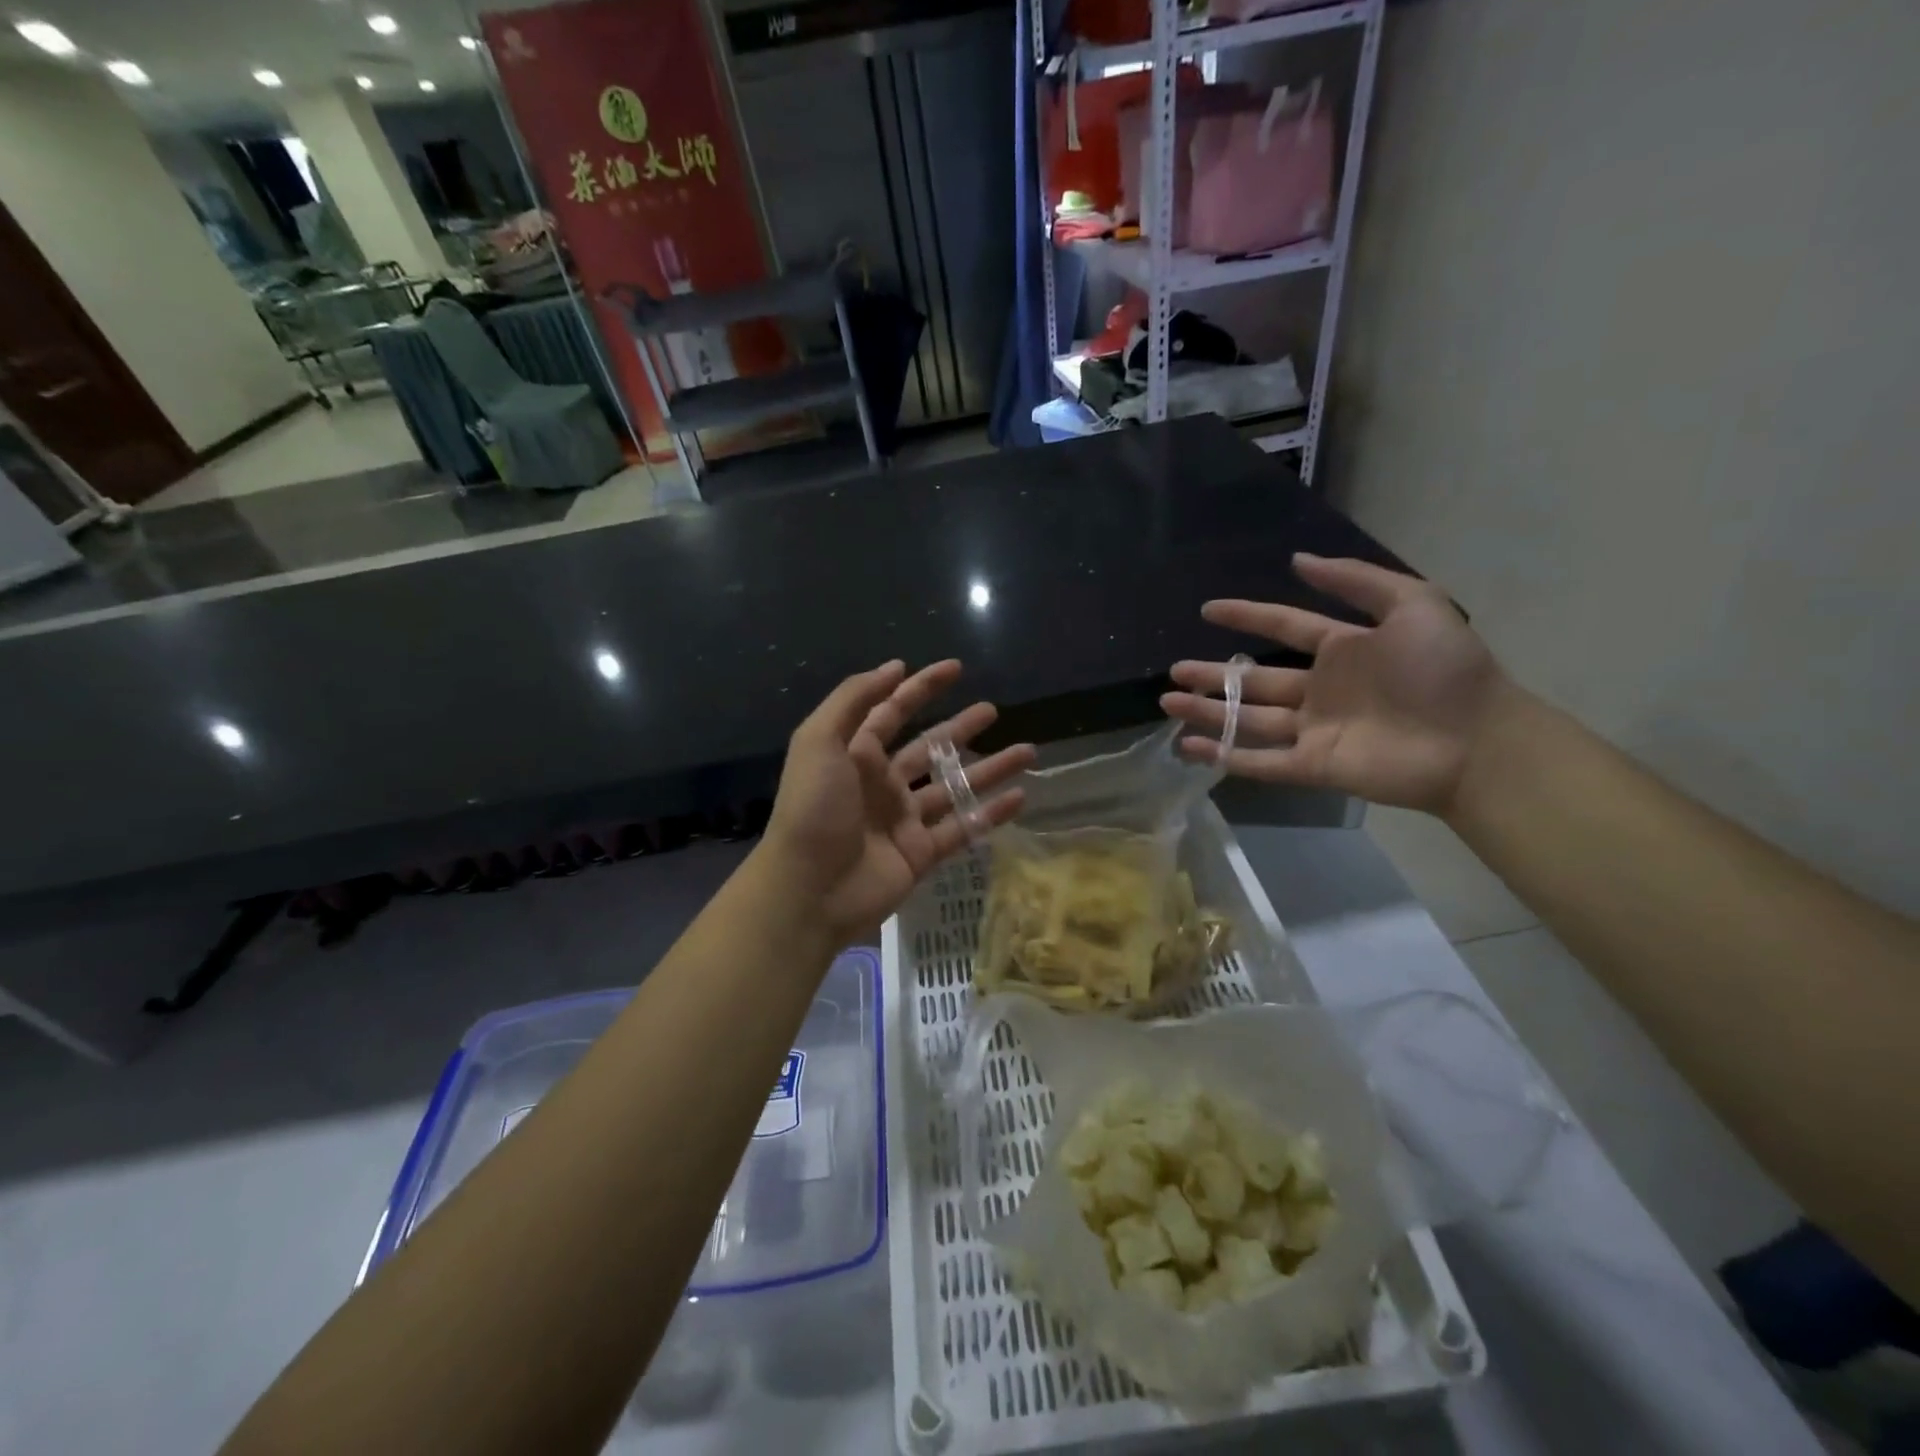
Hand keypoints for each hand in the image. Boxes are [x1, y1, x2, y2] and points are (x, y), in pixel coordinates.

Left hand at [757, 660, 1034, 943]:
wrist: (809, 890)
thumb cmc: (813, 809)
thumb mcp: (819, 741)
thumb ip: (853, 699)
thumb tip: (895, 667)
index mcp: (856, 755)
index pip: (893, 712)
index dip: (921, 688)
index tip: (955, 668)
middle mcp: (882, 783)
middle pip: (930, 747)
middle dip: (960, 727)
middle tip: (992, 710)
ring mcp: (904, 820)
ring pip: (954, 787)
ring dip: (990, 768)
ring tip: (1028, 751)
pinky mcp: (921, 853)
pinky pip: (963, 828)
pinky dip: (991, 813)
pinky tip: (1021, 797)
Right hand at [1161, 554, 1510, 813]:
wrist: (1477, 741)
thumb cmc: (1445, 670)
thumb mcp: (1414, 604)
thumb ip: (1356, 581)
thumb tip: (1297, 560)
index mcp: (1342, 650)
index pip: (1283, 628)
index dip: (1247, 617)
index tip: (1209, 610)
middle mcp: (1320, 689)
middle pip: (1254, 680)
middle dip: (1212, 675)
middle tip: (1174, 671)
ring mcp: (1313, 730)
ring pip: (1248, 719)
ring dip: (1208, 712)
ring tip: (1168, 703)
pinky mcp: (1312, 765)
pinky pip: (1259, 760)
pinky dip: (1224, 754)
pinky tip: (1189, 746)